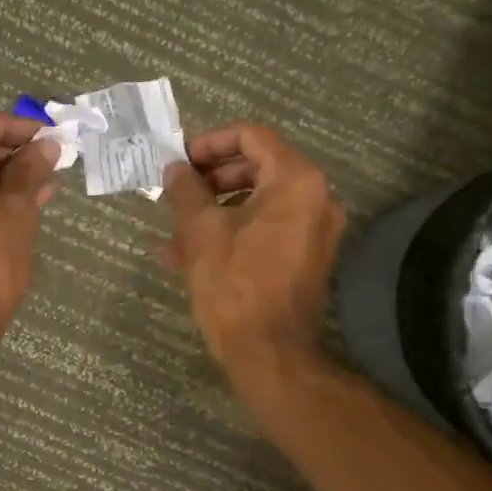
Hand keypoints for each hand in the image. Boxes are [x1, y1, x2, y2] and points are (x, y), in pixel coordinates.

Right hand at [163, 125, 344, 370]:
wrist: (270, 353)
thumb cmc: (235, 285)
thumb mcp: (201, 232)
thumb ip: (186, 190)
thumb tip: (175, 168)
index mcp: (296, 181)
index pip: (251, 136)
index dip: (210, 143)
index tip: (180, 161)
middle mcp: (316, 198)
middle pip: (256, 167)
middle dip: (210, 180)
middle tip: (177, 194)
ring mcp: (314, 230)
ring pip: (257, 203)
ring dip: (214, 211)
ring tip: (175, 235)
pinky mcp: (306, 257)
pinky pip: (266, 230)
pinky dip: (232, 233)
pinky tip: (191, 256)